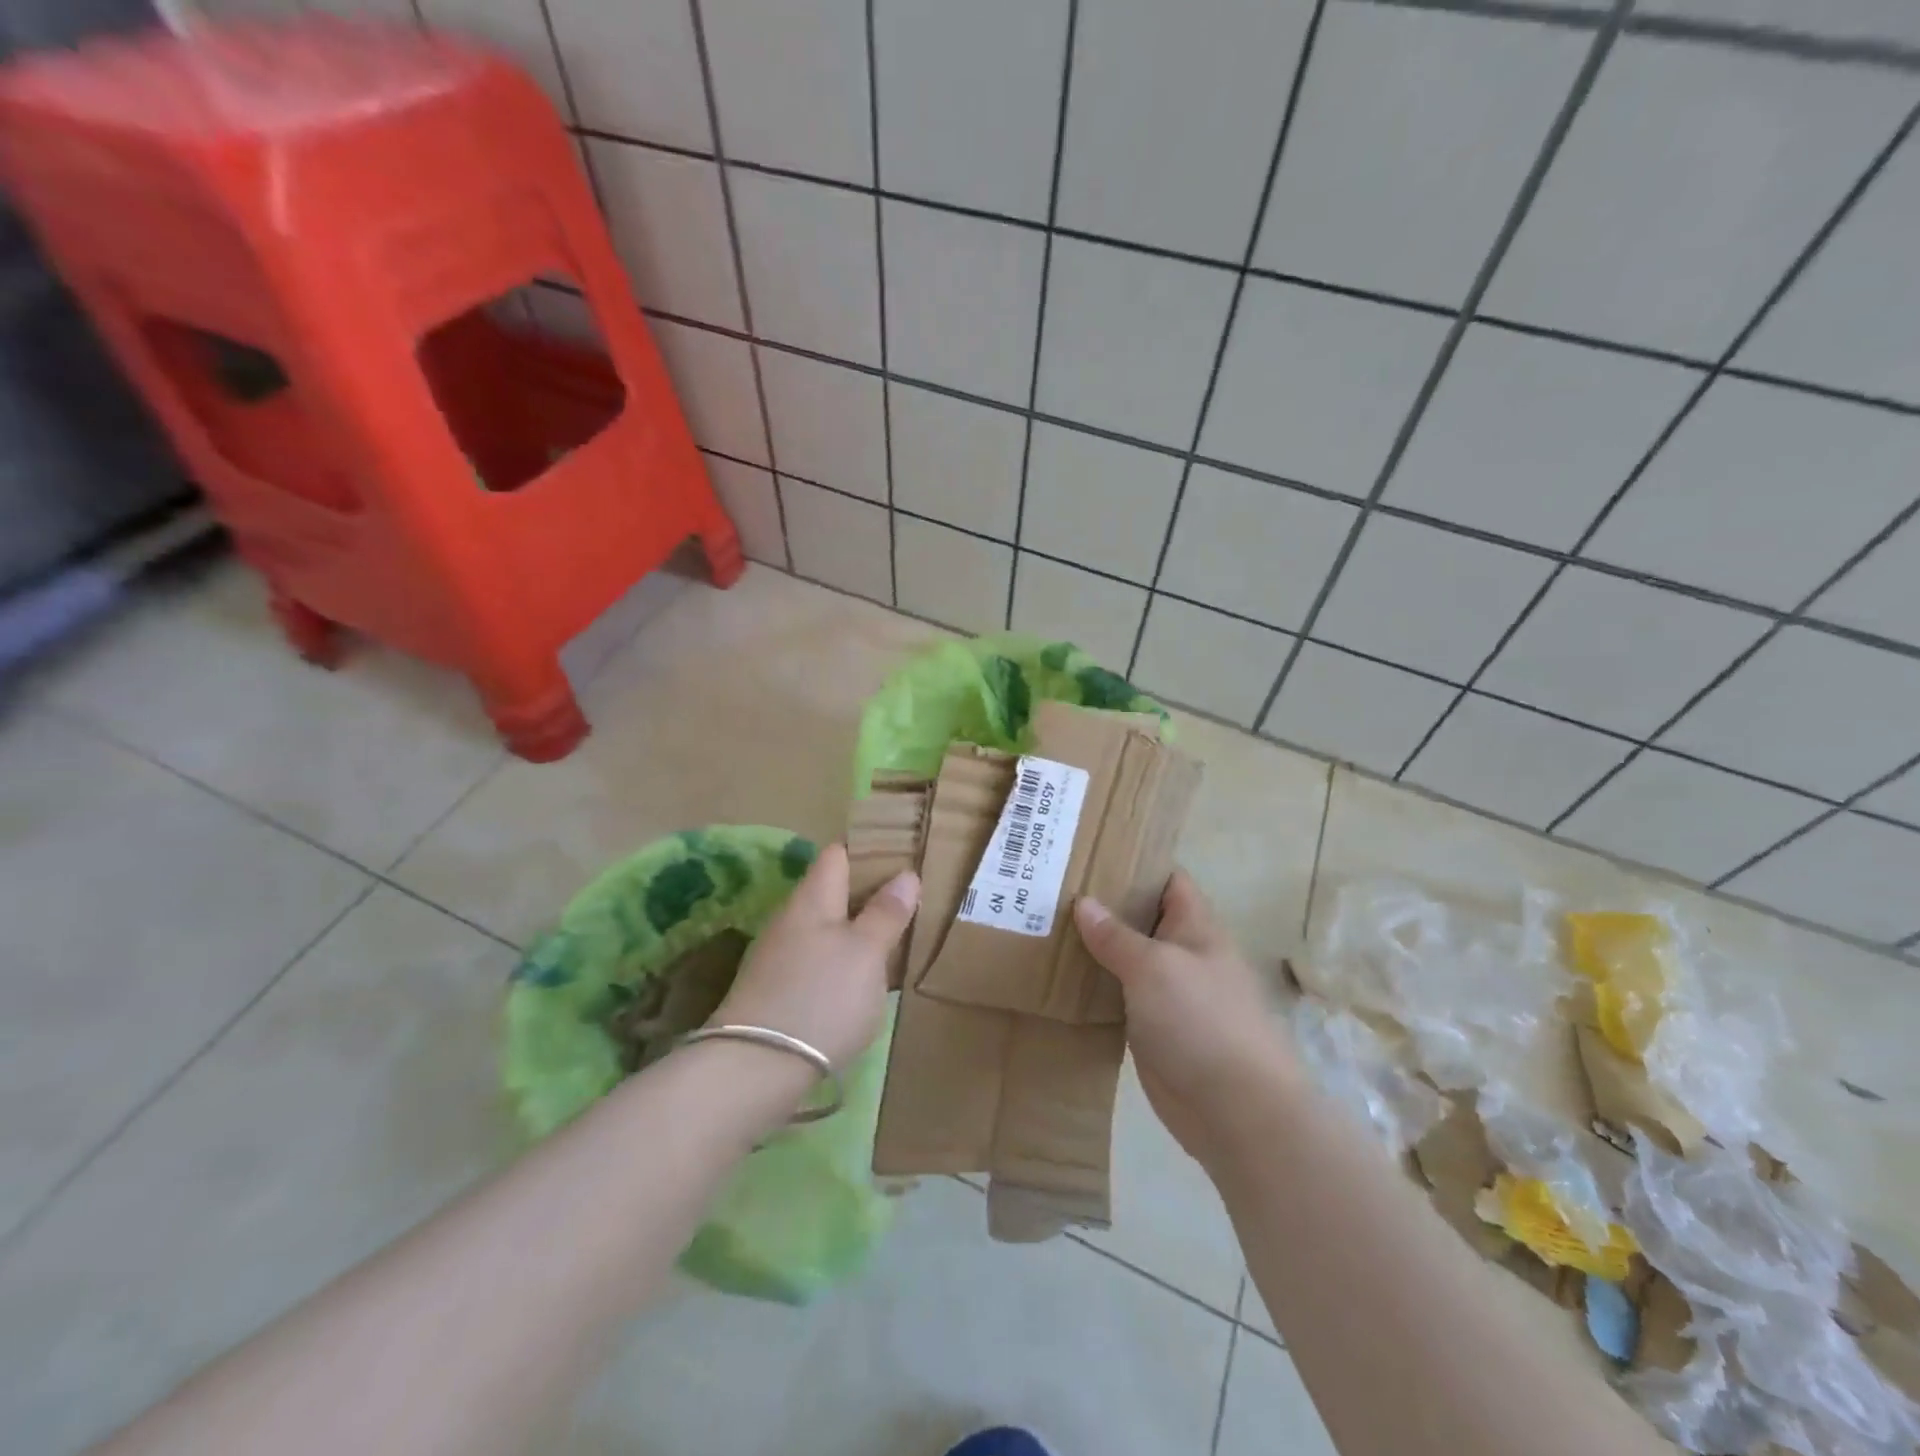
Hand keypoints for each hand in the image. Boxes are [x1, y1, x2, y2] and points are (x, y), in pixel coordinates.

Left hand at [711, 843, 918, 1068]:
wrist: (756, 1069)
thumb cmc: (821, 997)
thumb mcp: (867, 952)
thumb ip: (886, 913)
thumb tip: (906, 874)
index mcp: (813, 897)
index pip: (839, 854)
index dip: (870, 851)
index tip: (905, 859)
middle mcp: (791, 918)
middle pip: (833, 891)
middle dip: (869, 895)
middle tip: (911, 904)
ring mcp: (779, 955)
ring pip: (826, 928)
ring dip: (857, 931)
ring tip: (894, 942)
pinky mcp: (776, 990)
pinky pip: (817, 960)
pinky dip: (842, 962)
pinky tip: (861, 982)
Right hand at [1074, 871, 1296, 1165]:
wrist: (1236, 1110)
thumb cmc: (1201, 1021)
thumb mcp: (1155, 967)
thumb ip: (1117, 936)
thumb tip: (1084, 902)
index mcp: (1196, 927)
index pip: (1167, 880)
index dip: (1135, 862)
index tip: (1089, 852)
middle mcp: (1183, 954)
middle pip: (1142, 917)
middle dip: (1103, 904)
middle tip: (1051, 888)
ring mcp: (1168, 993)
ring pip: (1127, 958)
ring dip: (1095, 946)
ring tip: (1043, 925)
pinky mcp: (1152, 1029)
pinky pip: (1119, 996)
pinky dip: (1094, 986)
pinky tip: (1058, 977)